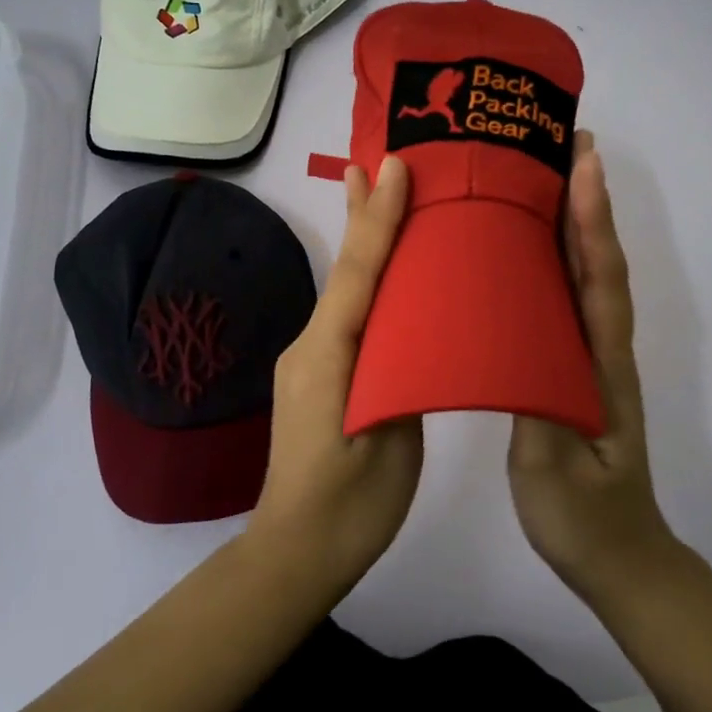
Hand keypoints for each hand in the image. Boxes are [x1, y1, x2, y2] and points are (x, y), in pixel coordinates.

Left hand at [248, 156, 423, 594]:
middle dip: (361, 214)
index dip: (378, 219)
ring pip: (344, 290)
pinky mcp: (317, 374)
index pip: (358, 274)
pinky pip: (345, 315)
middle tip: (376, 160)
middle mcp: (310, 344)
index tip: (394, 167)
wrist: (297, 552)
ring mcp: (309, 359)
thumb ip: (400, 377)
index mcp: (329, 355)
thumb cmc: (352, 504)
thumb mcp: (390, 440)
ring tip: (381, 196)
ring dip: (363, 244)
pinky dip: (365, 282)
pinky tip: (386, 275)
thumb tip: (414, 335)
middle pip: (345, 270)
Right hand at [508, 133, 679, 602]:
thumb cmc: (586, 521)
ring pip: (585, 277)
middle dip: (586, 200)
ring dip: (574, 222)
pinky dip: (556, 262)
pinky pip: (566, 302)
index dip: (592, 220)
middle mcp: (602, 350)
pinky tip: (527, 250)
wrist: (621, 561)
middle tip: (562, 143)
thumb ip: (536, 411)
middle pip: (598, 262)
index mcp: (601, 366)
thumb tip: (512, 344)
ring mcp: (591, 359)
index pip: (600, 280)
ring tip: (545, 175)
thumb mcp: (552, 473)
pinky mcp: (575, 370)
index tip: (582, 162)